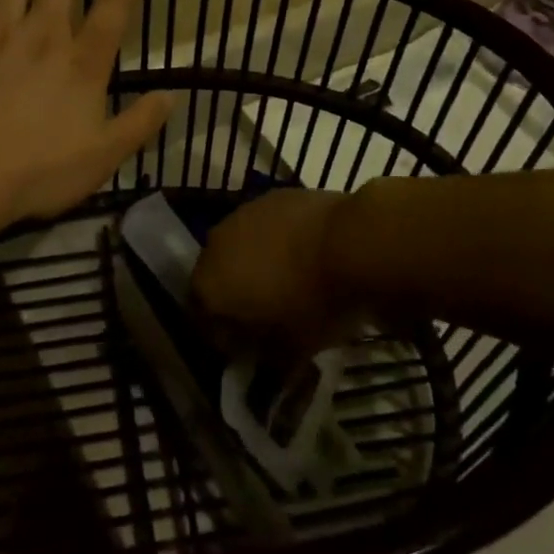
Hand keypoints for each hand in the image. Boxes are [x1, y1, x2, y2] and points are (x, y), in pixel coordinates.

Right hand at [191, 187, 356, 357]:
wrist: (352, 242)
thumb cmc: (317, 303)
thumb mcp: (293, 348)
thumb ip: (268, 356)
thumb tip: (263, 356)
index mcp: (210, 287)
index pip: (201, 319)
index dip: (223, 336)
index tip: (247, 348)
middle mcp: (214, 246)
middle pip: (215, 277)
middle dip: (234, 295)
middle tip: (264, 313)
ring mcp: (241, 215)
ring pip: (238, 246)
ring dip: (252, 264)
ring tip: (286, 280)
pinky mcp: (270, 196)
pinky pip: (263, 226)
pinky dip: (274, 240)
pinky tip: (302, 252)